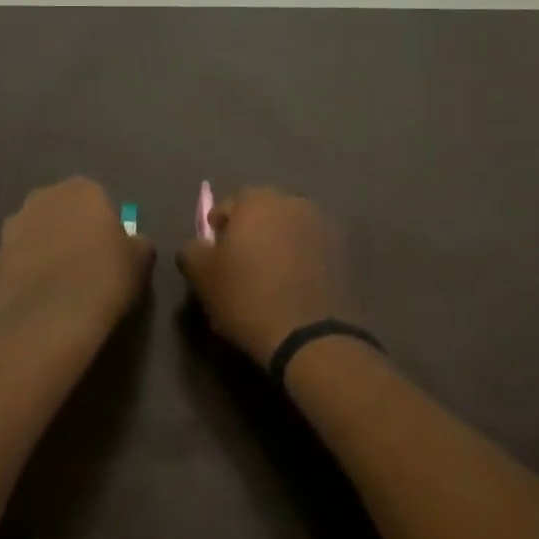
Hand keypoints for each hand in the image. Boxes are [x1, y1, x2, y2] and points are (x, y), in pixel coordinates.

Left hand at [0, 178, 154, 341]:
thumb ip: (137, 242)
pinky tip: (41, 297)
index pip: (96, 198)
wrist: (51, 321)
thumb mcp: (140, 260)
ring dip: (45, 248)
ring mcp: (13, 228)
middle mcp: (41, 198)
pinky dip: (28, 272)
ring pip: (35, 233)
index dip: (103, 224)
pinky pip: (18, 260)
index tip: (110, 250)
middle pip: (61, 211)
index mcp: (80, 190)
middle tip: (86, 264)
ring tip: (61, 283)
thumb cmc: (104, 280)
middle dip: (70, 230)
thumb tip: (131, 242)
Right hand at [176, 188, 356, 363]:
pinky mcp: (346, 253)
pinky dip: (303, 260)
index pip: (228, 206)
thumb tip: (199, 246)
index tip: (215, 258)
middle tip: (242, 266)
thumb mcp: (201, 276)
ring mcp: (325, 226)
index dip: (218, 231)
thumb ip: (192, 250)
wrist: (312, 338)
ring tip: (271, 278)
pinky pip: (314, 249)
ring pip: (291, 229)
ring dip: (279, 245)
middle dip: (251, 233)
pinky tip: (295, 287)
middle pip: (263, 213)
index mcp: (257, 201)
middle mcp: (294, 202)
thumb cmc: (247, 298)